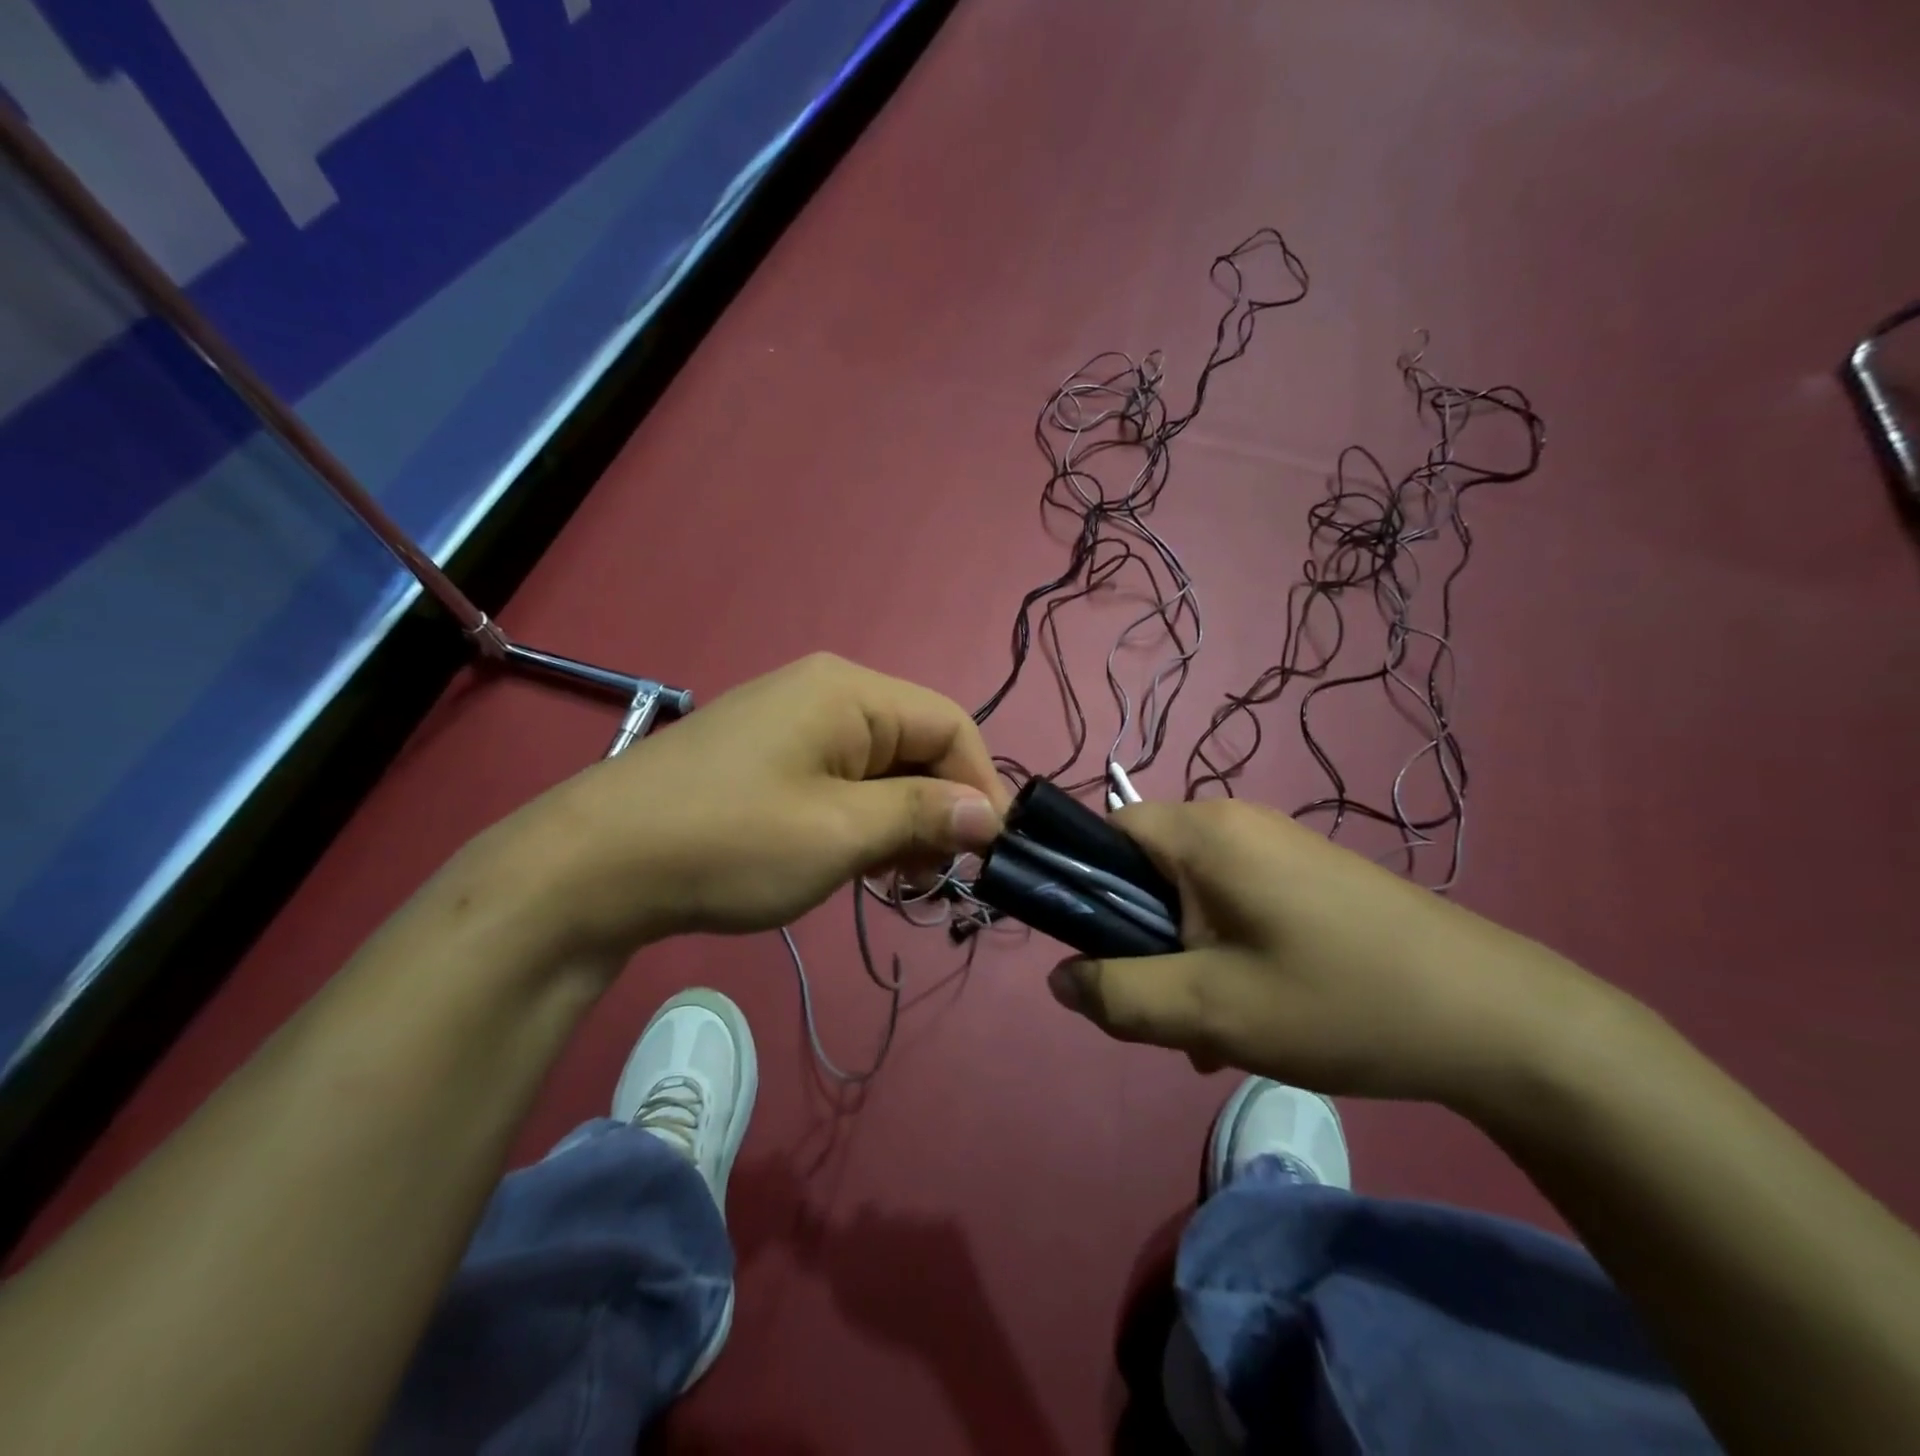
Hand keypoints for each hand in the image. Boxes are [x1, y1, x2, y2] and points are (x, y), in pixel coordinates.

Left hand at [506, 654, 1007, 955]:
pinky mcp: (767, 759)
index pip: (950, 724)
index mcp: (849, 692)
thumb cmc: (729, 842)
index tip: (992, 853)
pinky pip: (841, 780)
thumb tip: (991, 815)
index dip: (981, 786)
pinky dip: (863, 820)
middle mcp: (825, 693)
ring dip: (903, 819)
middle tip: (938, 876)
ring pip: (880, 767)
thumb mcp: (840, 833)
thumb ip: (922, 815)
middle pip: (916, 743)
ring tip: (897, 878)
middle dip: (939, 807)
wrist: (593, 867)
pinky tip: (858, 864)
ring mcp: (791, 725)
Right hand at [1045, 798, 1618, 1108]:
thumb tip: (1059, 978)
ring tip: (1212, 1030)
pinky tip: (1254, 1014)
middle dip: (1139, 939)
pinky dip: (1224, 951)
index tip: (1098, 954)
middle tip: (1163, 1007)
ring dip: (1183, 956)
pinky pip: (1234, 903)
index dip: (1084, 887)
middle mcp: (1236, 824)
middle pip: (1147, 868)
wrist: (1498, 1020)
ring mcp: (1277, 846)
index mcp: (1204, 833)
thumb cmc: (1338, 1003)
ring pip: (1191, 895)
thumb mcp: (1211, 1011)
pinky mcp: (1307, 875)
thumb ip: (1119, 994)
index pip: (1105, 831)